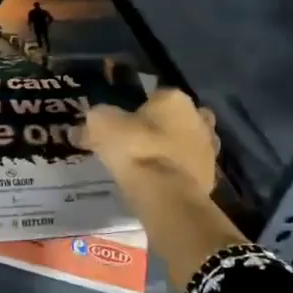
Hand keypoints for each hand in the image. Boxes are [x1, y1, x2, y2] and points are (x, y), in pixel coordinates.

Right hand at [82, 88, 217, 201]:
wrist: (167, 196)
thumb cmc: (136, 150)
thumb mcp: (102, 126)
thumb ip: (95, 120)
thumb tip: (82, 127)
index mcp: (175, 99)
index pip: (156, 95)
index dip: (138, 109)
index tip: (123, 124)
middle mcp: (198, 118)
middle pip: (177, 118)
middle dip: (162, 127)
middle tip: (138, 142)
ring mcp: (208, 148)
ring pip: (187, 143)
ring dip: (172, 150)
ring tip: (147, 165)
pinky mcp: (211, 177)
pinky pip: (188, 169)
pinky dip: (176, 173)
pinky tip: (158, 182)